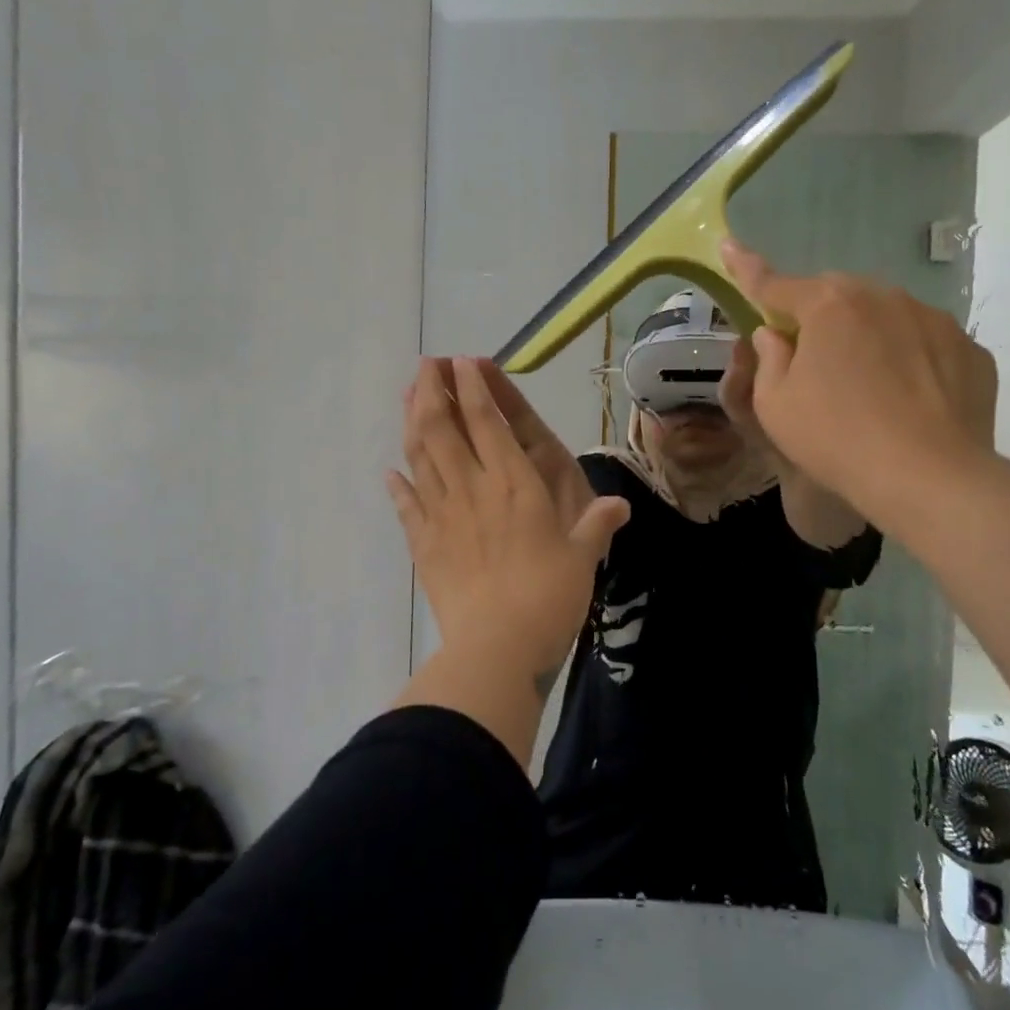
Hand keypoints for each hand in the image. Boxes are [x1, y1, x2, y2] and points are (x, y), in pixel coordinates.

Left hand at [389, 358, 629, 686]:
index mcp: (514, 484)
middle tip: (427, 364)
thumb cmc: (548, 597)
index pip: (487, 422)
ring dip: (412, 422)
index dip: (473, 388)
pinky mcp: (423, 545)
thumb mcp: (582, 558)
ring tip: (409, 396)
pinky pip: (406, 507)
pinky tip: (390, 472)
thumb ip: (596, 526)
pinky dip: (397, 486)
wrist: (497, 647)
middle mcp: (473, 488)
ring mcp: (442, 515)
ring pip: (420, 457)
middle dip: (433, 390)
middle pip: (443, 428)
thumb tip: (620, 506)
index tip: (462, 362)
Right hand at [720, 239, 998, 520]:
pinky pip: (926, 345)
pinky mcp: (970, 350)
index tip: (729, 246)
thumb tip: (775, 334)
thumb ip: (769, 358)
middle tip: (812, 362)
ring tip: (868, 390)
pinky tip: (909, 401)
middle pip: (837, 297)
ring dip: (868, 338)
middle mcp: (883, 297)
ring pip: (886, 317)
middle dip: (818, 318)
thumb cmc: (836, 438)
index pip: (775, 283)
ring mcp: (934, 320)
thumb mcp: (774, 405)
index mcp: (829, 306)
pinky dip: (911, 362)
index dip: (746, 268)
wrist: (929, 478)